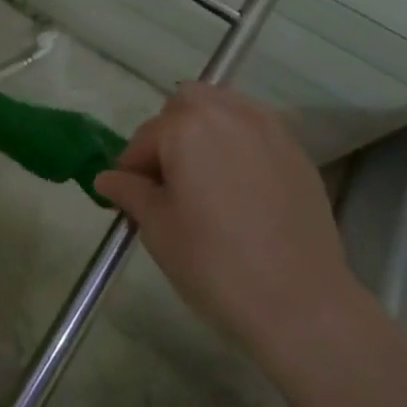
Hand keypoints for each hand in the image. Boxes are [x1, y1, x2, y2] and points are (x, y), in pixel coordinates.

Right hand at [96, 83, 362, 358]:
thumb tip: (106, 179)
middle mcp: (227, 113)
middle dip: (169, 133)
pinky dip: (238, 140)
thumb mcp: (158, 229)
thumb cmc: (215, 263)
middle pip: (184, 105)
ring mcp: (267, 128)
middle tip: (168, 181)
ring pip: (222, 107)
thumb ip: (130, 193)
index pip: (144, 138)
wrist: (300, 302)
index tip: (129, 198)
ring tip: (203, 175)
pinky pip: (254, 128)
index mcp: (186, 127)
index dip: (131, 169)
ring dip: (204, 128)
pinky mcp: (295, 149)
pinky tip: (238, 182)